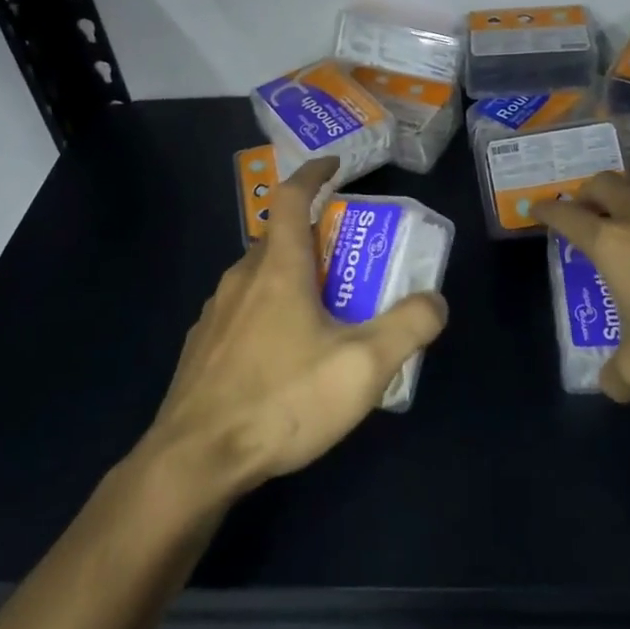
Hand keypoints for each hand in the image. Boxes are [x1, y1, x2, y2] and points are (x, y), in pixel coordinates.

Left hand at [137, 156, 447, 501]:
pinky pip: (241, 313)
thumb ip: (408, 326)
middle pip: (278, 240)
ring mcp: (214, 315)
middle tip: (350, 262)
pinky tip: (284, 358)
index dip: (314, 174)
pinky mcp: (201, 350)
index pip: (292, 198)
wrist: (194, 462)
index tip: (334, 166)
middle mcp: (240, 280)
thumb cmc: (282, 401)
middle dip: (314, 239)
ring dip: (291, 279)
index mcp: (278, 270)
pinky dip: (268, 314)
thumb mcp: (363, 367)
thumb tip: (435, 300)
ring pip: (258, 279)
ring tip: (323, 314)